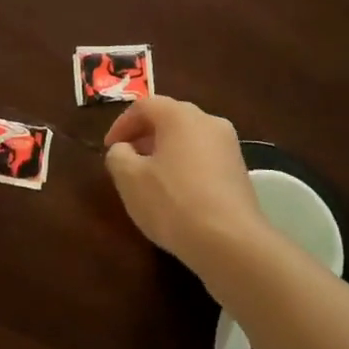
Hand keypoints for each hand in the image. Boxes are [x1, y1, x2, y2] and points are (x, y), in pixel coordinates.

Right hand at [103, 97, 268, 270]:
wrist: (231, 243)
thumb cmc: (173, 203)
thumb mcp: (130, 180)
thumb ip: (118, 156)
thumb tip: (123, 149)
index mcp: (180, 115)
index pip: (144, 106)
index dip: (121, 124)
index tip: (108, 148)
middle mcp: (209, 121)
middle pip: (169, 118)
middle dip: (144, 136)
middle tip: (127, 160)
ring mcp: (229, 146)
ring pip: (188, 139)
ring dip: (165, 152)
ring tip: (150, 179)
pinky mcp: (240, 171)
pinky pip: (204, 158)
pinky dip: (185, 166)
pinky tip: (177, 194)